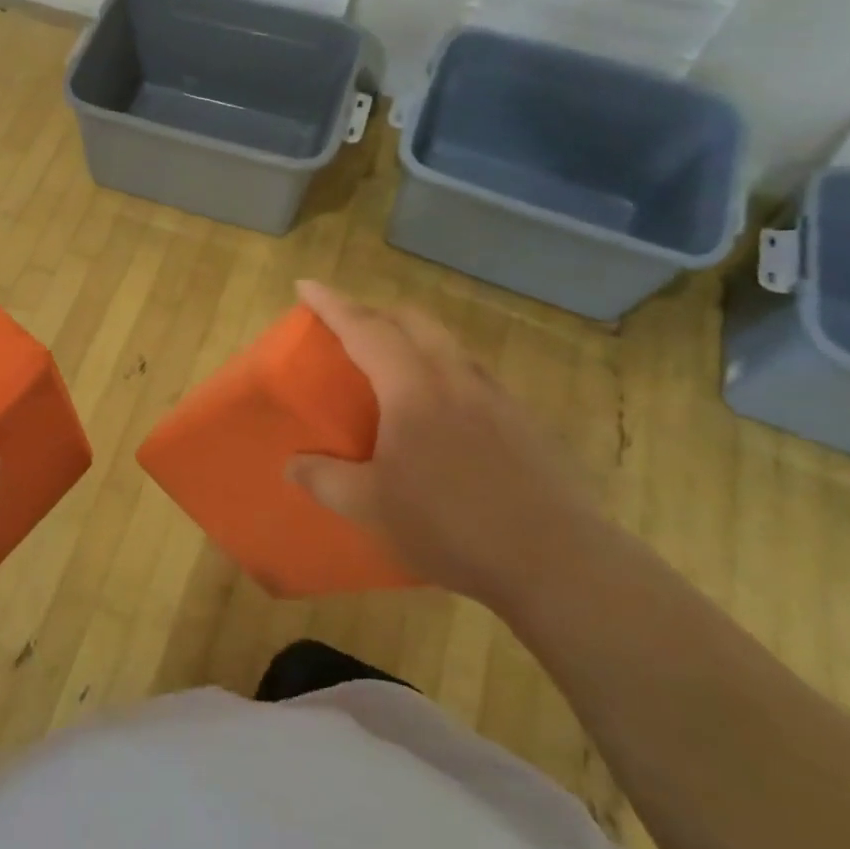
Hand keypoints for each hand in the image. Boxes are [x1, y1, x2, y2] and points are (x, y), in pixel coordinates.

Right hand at [286, 280, 596, 608]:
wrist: (558, 562)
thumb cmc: (452, 527)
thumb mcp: (371, 507)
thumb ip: (324, 479)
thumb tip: (292, 465)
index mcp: (413, 388)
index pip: (364, 329)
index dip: (332, 304)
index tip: (306, 285)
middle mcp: (455, 377)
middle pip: (412, 320)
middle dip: (374, 311)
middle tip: (347, 325)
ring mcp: (497, 396)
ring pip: (447, 343)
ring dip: (412, 337)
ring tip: (392, 363)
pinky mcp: (524, 420)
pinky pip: (473, 373)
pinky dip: (443, 368)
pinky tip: (443, 410)